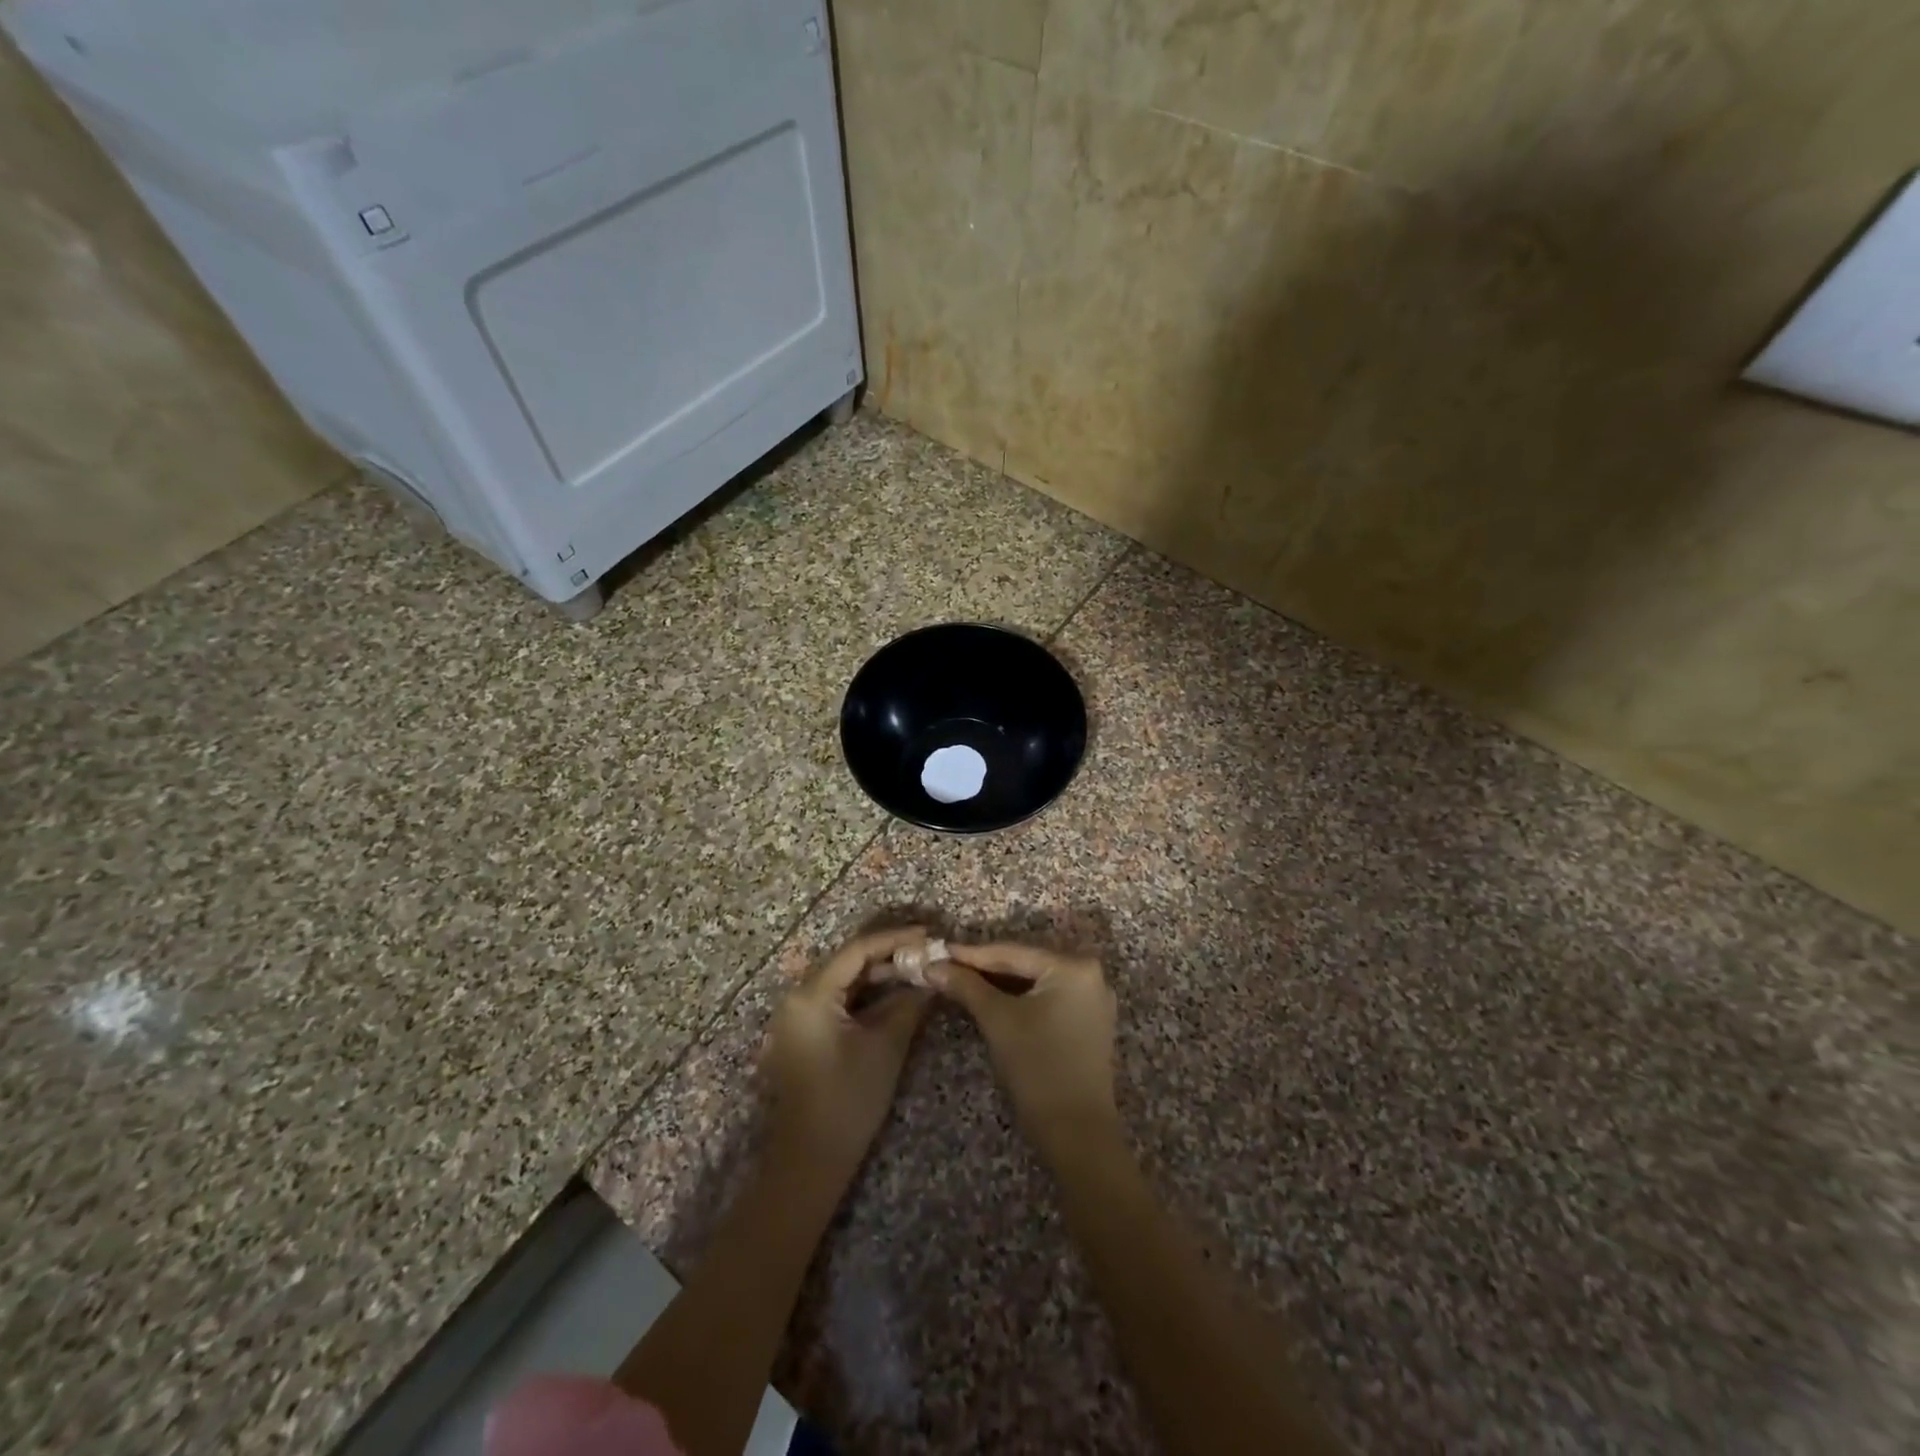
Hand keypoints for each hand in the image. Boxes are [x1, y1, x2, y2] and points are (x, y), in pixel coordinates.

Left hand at [762, 926, 932, 1181]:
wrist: (808, 1162)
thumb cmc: (848, 1101)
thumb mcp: (885, 1047)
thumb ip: (909, 1004)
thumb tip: (931, 978)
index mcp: (811, 994)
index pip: (858, 950)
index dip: (895, 939)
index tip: (929, 935)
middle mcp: (797, 998)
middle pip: (848, 963)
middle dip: (890, 956)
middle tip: (928, 953)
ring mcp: (797, 1018)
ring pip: (844, 983)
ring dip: (880, 977)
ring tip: (918, 971)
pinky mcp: (803, 1036)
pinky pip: (837, 1002)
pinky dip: (866, 997)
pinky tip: (895, 997)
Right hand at [932, 942, 1119, 1154]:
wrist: (1077, 1134)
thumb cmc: (1038, 1068)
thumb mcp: (997, 1020)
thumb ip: (966, 986)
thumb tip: (933, 965)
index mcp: (1073, 966)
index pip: (1012, 952)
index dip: (971, 954)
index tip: (938, 951)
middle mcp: (1090, 974)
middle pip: (1026, 964)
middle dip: (985, 967)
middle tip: (946, 965)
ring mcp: (1093, 1000)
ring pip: (1035, 982)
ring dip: (1000, 984)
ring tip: (962, 980)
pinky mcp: (1089, 1023)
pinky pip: (1048, 999)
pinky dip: (1019, 999)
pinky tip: (992, 1000)